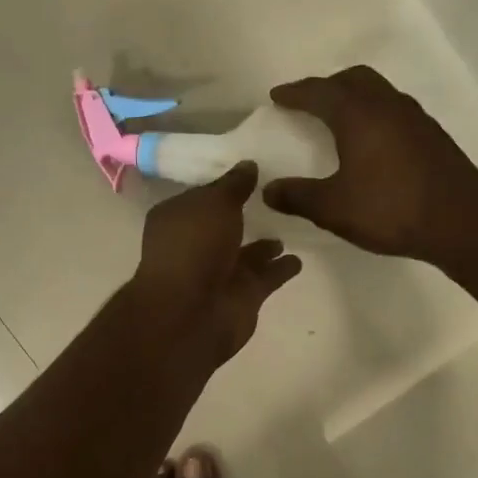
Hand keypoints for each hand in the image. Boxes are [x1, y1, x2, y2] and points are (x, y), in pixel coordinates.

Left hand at [129, 162, 301, 365]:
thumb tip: (248, 165)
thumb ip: (234, 185)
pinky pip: (267, 277)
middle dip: (243, 216)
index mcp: (177, 219)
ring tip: (291, 225)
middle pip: (223, 227)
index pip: (203, 197)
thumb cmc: (194, 247)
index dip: (223, 187)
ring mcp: (220, 273)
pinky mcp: (243, 296)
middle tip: (275, 197)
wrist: (192, 313)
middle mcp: (196, 245)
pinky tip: (300, 257)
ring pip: (247, 254)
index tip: (250, 173)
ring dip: (265, 245)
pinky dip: (281, 268)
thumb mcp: (214, 203)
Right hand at [262, 67, 477, 259]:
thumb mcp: (334, 208)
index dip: (295, 93)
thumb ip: (298, 197)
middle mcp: (386, 105)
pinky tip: (372, 142)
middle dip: (327, 86)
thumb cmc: (391, 209)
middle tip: (309, 102)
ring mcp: (414, 117)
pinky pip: (393, 110)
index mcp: (358, 114)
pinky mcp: (431, 135)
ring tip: (338, 119)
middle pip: (353, 79)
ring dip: (354, 97)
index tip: (277, 97)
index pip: (319, 92)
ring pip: (378, 91)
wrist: (461, 221)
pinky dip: (374, 114)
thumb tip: (269, 190)